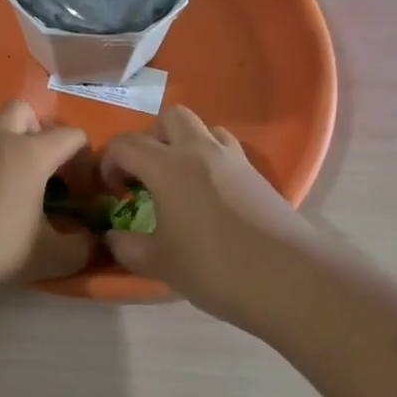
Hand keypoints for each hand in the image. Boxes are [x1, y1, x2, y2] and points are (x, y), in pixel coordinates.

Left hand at [0, 101, 93, 299]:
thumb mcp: (46, 257)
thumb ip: (78, 249)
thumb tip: (92, 244)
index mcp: (29, 154)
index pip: (69, 135)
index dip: (84, 157)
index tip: (83, 188)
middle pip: (21, 110)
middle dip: (37, 130)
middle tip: (40, 167)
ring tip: (0, 173)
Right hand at [101, 106, 325, 323]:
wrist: (288, 277)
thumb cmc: (213, 267)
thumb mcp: (159, 263)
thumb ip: (126, 246)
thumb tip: (112, 236)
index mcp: (167, 165)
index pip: (125, 144)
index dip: (109, 163)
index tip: (113, 193)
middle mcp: (198, 150)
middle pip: (168, 118)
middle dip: (150, 139)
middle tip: (145, 175)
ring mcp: (232, 158)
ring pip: (202, 128)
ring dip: (183, 144)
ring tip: (179, 181)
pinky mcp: (257, 173)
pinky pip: (225, 149)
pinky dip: (210, 159)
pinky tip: (209, 195)